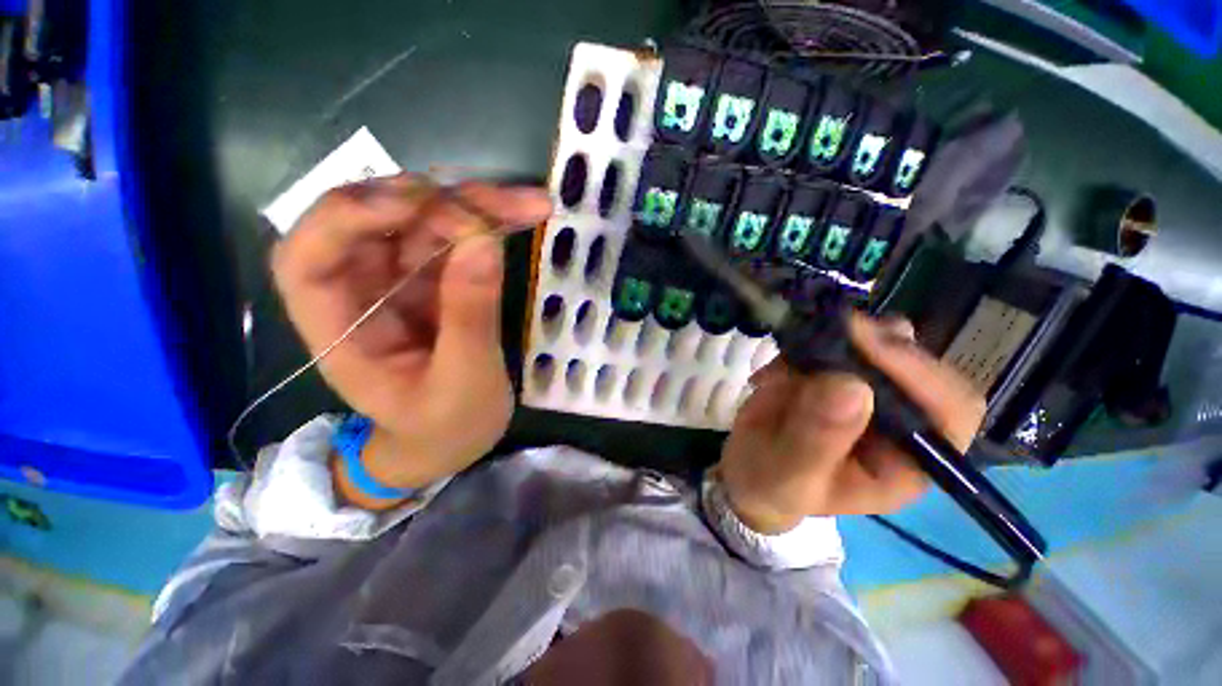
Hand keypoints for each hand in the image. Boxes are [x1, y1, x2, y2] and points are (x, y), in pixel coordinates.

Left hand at [271, 174, 551, 487]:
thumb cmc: (446, 426)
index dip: (346, 218)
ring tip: (527, 203)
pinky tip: (519, 213)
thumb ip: (470, 318)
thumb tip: (484, 244)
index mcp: (339, 331)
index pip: (307, 259)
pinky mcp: (437, 279)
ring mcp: (402, 280)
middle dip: (438, 203)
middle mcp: (362, 291)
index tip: (412, 205)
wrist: (454, 439)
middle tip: (501, 202)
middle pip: (378, 222)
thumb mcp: (462, 383)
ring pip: (425, 220)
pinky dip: (488, 223)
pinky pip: (457, 239)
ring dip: (474, 206)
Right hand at [717, 314, 986, 533]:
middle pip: (923, 368)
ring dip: (849, 335)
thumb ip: (816, 440)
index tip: (867, 347)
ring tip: (807, 344)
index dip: (921, 375)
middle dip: (882, 345)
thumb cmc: (770, 483)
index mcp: (906, 462)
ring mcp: (870, 394)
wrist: (746, 467)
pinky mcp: (839, 373)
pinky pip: (844, 340)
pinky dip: (816, 336)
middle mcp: (900, 425)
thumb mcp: (788, 473)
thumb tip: (851, 388)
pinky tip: (787, 357)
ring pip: (888, 344)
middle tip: (838, 330)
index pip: (949, 413)